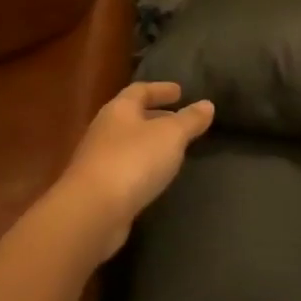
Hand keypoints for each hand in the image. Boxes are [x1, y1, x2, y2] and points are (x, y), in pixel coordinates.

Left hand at [59, 81, 215, 259]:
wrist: (92, 211)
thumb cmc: (133, 161)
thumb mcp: (171, 136)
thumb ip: (190, 119)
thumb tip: (207, 104)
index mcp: (119, 110)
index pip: (140, 90)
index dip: (160, 89)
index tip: (180, 91)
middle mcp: (104, 130)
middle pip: (131, 116)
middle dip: (156, 116)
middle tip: (178, 119)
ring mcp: (98, 160)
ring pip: (128, 143)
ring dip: (149, 142)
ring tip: (172, 148)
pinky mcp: (98, 187)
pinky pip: (125, 167)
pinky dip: (142, 165)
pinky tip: (155, 176)